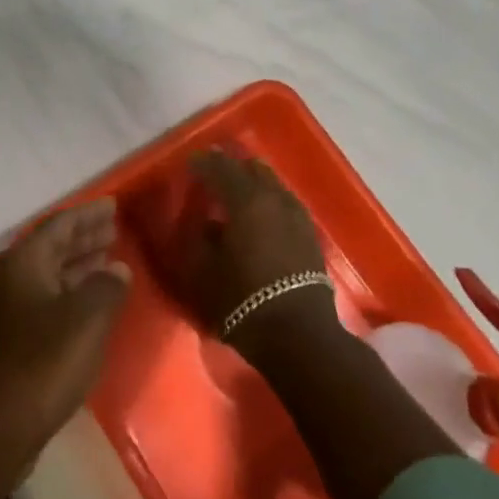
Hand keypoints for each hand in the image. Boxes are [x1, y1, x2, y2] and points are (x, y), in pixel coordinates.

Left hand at [0, 200, 130, 464]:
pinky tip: (93, 302)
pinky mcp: (14, 338)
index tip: (114, 206)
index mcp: (25, 262)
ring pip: (51, 274)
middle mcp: (12, 278)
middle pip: (53, 246)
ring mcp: (10, 309)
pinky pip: (49, 298)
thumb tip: (118, 269)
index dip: (89, 214)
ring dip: (80, 264)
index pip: (60, 224)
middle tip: (115, 229)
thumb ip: (107, 287)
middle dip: (84, 237)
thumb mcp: (86, 318)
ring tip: (111, 259)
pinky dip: (72, 291)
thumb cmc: (44, 361)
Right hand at [181, 152, 337, 345]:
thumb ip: (195, 236)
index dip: (202, 163)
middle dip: (231, 167)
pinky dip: (269, 200)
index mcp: (246, 200)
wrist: (298, 334)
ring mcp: (297, 215)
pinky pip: (285, 202)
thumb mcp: (201, 270)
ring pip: (273, 183)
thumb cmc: (242, 300)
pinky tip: (261, 214)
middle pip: (252, 169)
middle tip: (213, 174)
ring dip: (253, 182)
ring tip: (236, 192)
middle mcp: (274, 198)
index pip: (220, 167)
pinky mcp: (309, 234)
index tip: (189, 164)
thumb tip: (199, 219)